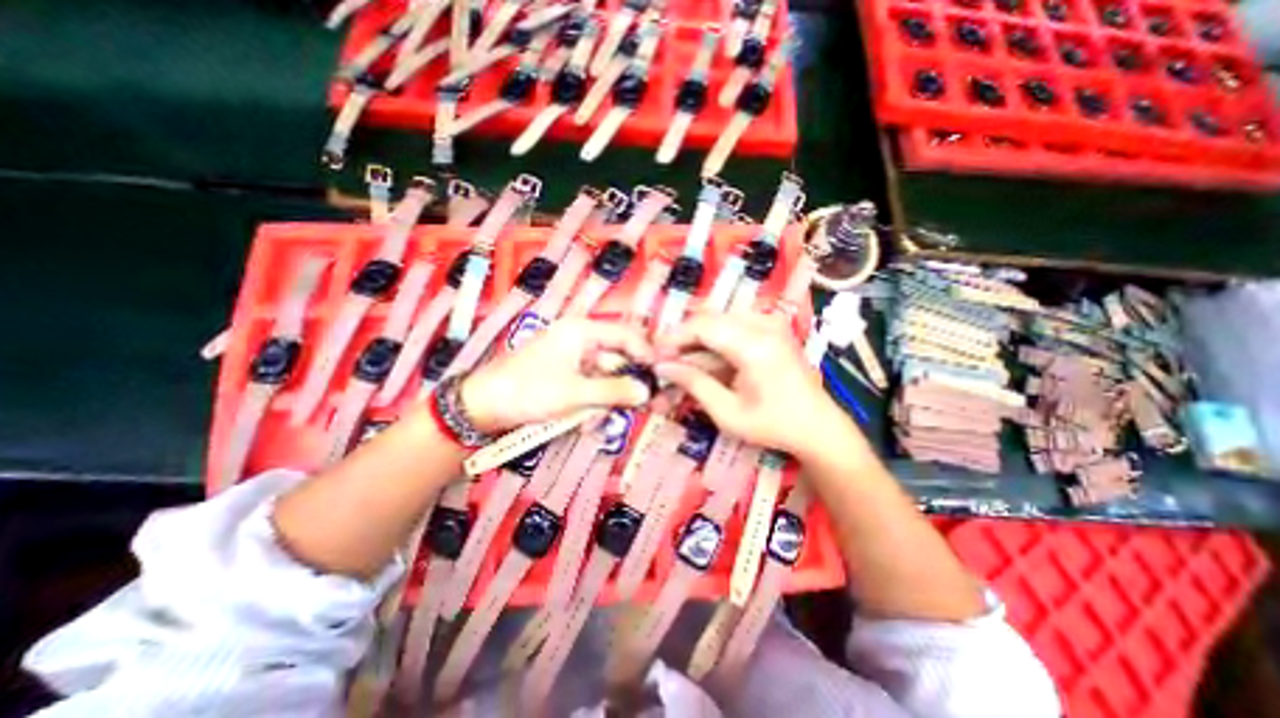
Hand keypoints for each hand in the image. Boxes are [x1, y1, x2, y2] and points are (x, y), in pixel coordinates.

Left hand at [462, 320, 653, 432]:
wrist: (482, 407)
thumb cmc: (528, 391)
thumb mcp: (575, 393)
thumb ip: (614, 391)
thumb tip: (647, 392)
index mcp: (581, 331)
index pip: (625, 335)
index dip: (645, 354)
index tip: (659, 377)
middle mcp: (579, 340)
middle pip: (616, 359)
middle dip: (622, 386)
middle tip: (634, 409)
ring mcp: (571, 359)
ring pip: (604, 378)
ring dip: (604, 401)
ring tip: (593, 422)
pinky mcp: (564, 376)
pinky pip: (589, 387)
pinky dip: (590, 404)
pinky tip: (581, 422)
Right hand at [653, 314, 854, 460]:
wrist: (818, 426)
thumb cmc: (774, 425)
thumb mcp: (728, 413)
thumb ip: (694, 384)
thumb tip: (662, 367)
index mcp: (756, 346)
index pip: (703, 327)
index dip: (674, 338)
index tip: (654, 355)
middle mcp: (765, 325)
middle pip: (710, 319)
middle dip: (683, 338)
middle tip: (665, 360)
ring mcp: (771, 323)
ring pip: (719, 319)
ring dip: (697, 339)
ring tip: (682, 361)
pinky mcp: (772, 327)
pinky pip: (732, 324)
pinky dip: (714, 339)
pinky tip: (705, 359)